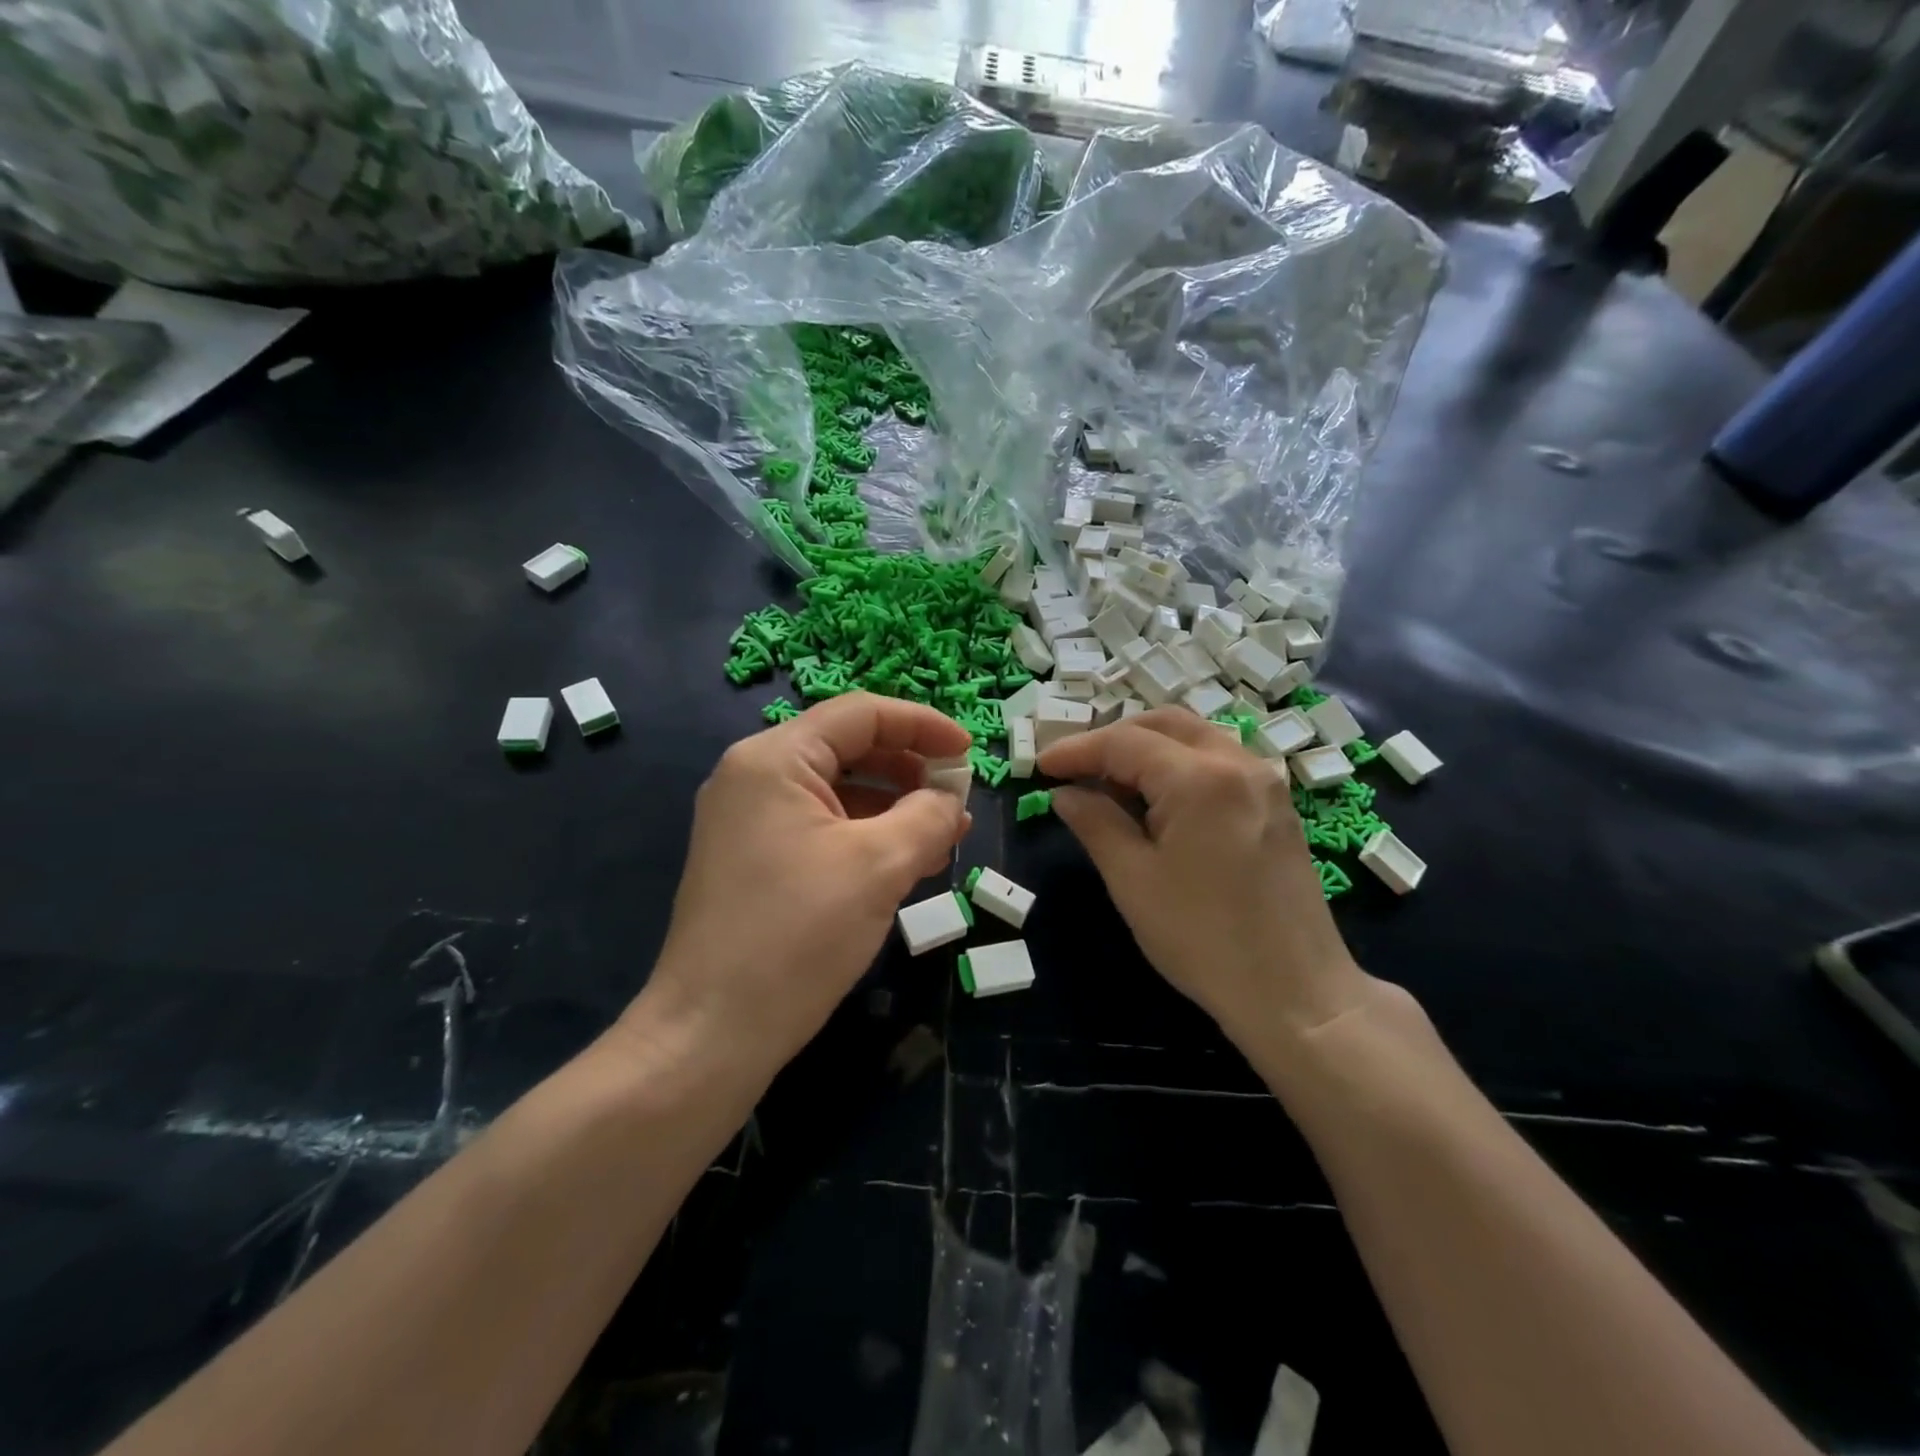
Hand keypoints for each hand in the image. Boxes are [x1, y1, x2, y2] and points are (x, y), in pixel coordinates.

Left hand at [638, 694, 970, 1071]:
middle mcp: (754, 778)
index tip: (969, 753)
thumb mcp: (879, 866)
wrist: (712, 1034)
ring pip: (837, 791)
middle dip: (910, 768)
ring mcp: (749, 821)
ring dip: (893, 805)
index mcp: (774, 760)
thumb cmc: (797, 936)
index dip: (922, 725)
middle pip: (847, 748)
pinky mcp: (754, 860)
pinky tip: (906, 862)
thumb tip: (951, 799)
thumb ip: (927, 816)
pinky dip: (866, 835)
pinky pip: (821, 827)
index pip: (860, 714)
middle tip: (958, 800)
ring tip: (944, 835)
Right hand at [1037, 708, 1373, 1045]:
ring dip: (1149, 749)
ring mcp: (1265, 782)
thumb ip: (1095, 823)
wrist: (1295, 992)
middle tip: (1076, 769)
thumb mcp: (1133, 880)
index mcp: (1199, 778)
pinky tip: (1158, 802)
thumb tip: (1065, 793)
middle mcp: (1238, 763)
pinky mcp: (1277, 805)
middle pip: (1165, 724)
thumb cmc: (1202, 938)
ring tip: (1112, 785)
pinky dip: (1180, 766)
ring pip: (1196, 738)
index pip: (1124, 742)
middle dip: (1114, 739)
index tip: (1041, 765)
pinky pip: (1219, 762)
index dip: (1077, 750)